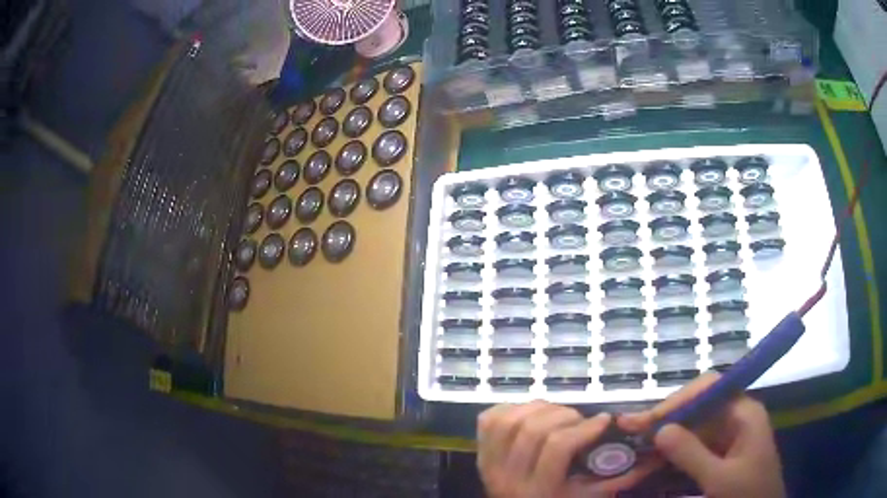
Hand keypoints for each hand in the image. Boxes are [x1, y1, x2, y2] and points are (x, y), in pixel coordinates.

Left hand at [477, 401, 658, 497]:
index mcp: (539, 492)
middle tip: (581, 420)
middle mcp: (507, 478)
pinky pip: (490, 418)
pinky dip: (513, 408)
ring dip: (539, 409)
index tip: (603, 420)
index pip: (556, 447)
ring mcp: (488, 465)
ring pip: (510, 420)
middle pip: (533, 429)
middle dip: (564, 415)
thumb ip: (622, 476)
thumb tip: (659, 452)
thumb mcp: (592, 497)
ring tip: (559, 416)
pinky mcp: (479, 452)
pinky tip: (532, 414)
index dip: (584, 427)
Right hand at [622, 374, 785, 497]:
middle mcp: (736, 416)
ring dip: (666, 435)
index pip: (710, 388)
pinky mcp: (721, 452)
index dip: (679, 399)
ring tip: (636, 444)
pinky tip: (654, 458)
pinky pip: (694, 444)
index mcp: (744, 412)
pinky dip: (673, 450)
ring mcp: (728, 435)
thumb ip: (691, 455)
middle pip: (698, 406)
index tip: (650, 420)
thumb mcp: (719, 479)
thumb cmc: (747, 495)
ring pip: (693, 425)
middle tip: (631, 430)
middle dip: (666, 417)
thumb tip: (659, 430)